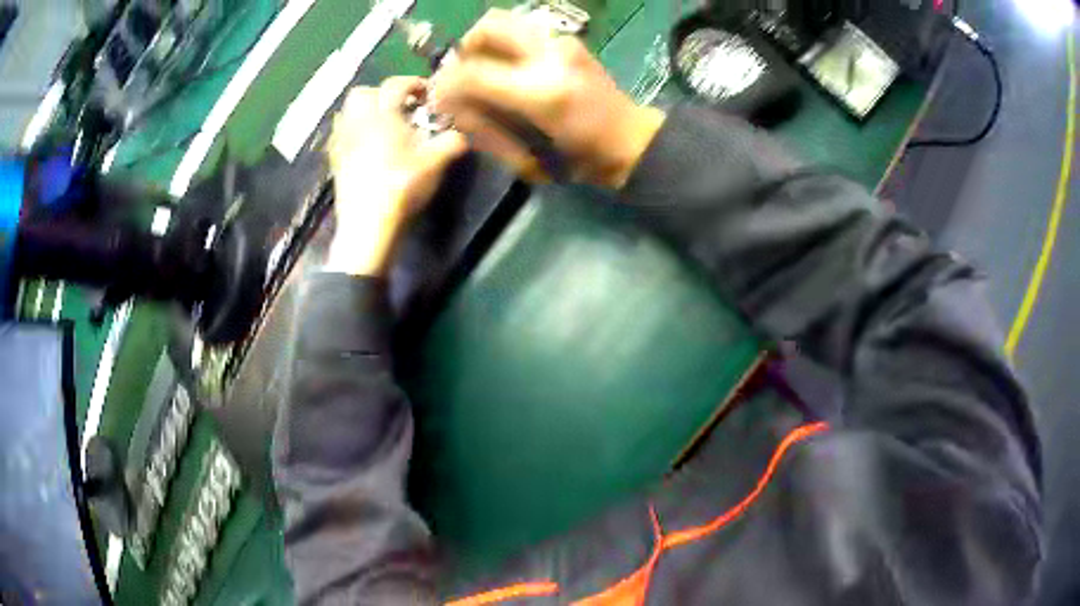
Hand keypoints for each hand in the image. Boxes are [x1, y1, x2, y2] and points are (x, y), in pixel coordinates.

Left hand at [325, 77, 466, 275]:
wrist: (368, 225)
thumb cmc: (402, 188)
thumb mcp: (435, 164)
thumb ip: (451, 143)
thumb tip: (462, 135)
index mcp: (383, 116)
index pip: (396, 85)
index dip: (414, 83)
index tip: (427, 94)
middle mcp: (358, 123)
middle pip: (362, 93)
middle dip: (381, 94)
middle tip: (400, 107)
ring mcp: (343, 143)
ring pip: (348, 113)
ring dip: (365, 112)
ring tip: (384, 125)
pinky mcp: (336, 162)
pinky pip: (342, 136)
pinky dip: (355, 133)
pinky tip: (369, 147)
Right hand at [430, 9, 664, 188]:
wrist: (632, 143)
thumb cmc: (580, 161)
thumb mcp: (527, 159)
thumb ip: (486, 128)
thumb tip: (451, 103)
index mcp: (541, 93)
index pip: (472, 73)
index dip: (446, 84)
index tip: (441, 98)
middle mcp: (551, 56)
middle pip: (488, 27)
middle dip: (465, 49)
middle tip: (465, 74)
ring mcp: (563, 42)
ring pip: (505, 20)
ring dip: (484, 42)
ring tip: (485, 69)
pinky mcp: (570, 41)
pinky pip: (524, 30)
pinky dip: (506, 44)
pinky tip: (510, 68)